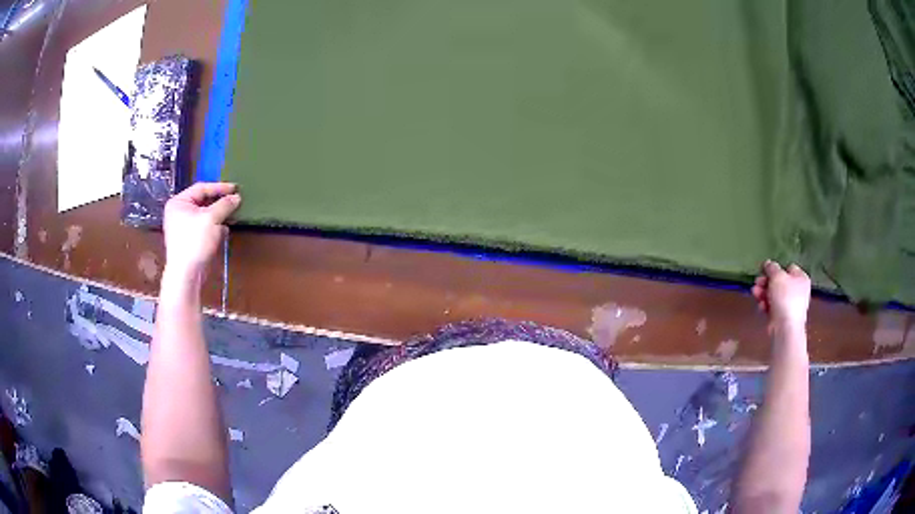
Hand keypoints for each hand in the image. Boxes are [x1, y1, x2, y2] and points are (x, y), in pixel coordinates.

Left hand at [163, 182, 240, 272]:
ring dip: (218, 214)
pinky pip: (203, 227)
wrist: (186, 274)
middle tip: (234, 199)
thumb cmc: (194, 242)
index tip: (235, 188)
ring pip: (204, 214)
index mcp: (179, 202)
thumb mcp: (211, 219)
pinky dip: (214, 226)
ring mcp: (183, 227)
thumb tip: (236, 197)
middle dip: (219, 202)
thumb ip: (224, 205)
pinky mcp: (189, 239)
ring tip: (231, 213)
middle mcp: (178, 212)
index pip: (201, 188)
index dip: (219, 187)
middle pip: (202, 201)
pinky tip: (224, 228)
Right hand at [752, 260, 810, 331]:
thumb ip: (772, 267)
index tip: (764, 270)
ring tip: (754, 293)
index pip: (788, 268)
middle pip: (779, 282)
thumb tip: (768, 263)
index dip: (776, 269)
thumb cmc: (785, 297)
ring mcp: (790, 305)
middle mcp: (797, 290)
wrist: (785, 328)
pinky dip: (765, 305)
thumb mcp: (777, 276)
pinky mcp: (782, 316)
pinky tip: (760, 306)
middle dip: (766, 282)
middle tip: (757, 282)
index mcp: (801, 278)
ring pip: (774, 295)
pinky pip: (772, 307)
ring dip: (763, 293)